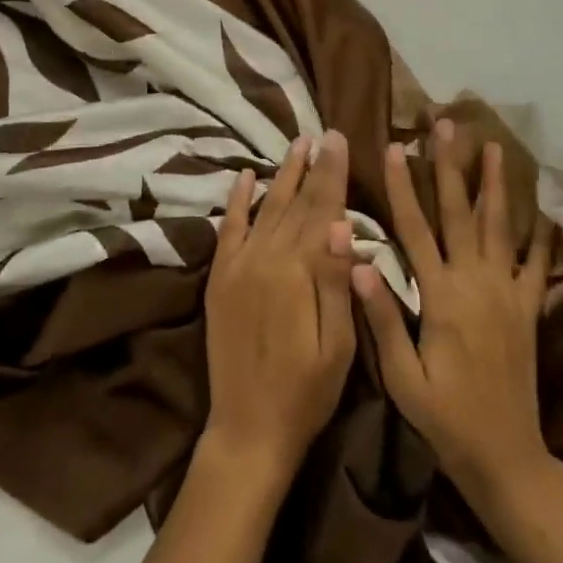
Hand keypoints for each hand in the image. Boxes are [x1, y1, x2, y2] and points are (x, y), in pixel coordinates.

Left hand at [203, 131, 356, 479]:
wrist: (248, 429)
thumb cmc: (306, 392)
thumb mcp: (338, 345)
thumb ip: (336, 280)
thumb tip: (342, 222)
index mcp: (298, 271)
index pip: (321, 209)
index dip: (332, 173)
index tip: (340, 138)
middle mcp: (265, 257)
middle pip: (295, 202)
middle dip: (313, 166)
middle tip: (324, 133)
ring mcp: (238, 265)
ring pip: (265, 207)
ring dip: (281, 175)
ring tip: (297, 145)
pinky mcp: (220, 277)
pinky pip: (229, 229)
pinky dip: (237, 201)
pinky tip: (246, 176)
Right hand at [353, 122, 555, 508]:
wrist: (506, 457)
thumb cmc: (445, 418)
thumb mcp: (402, 377)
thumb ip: (382, 316)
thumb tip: (356, 262)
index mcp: (441, 296)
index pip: (415, 229)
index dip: (401, 186)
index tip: (392, 147)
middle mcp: (476, 283)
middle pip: (460, 213)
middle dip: (450, 165)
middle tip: (446, 125)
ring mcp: (507, 293)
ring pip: (501, 226)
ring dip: (495, 184)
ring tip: (494, 147)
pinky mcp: (528, 309)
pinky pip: (537, 264)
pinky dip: (541, 234)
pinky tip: (544, 209)